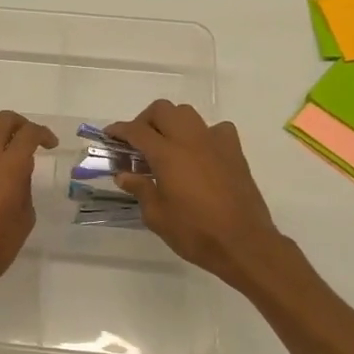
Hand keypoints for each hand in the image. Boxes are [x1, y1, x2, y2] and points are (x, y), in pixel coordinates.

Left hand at [0, 110, 58, 309]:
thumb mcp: (24, 219)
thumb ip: (24, 188)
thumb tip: (19, 173)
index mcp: (10, 167)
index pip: (29, 134)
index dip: (43, 133)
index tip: (50, 144)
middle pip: (3, 119)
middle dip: (20, 123)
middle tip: (27, 138)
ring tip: (1, 141)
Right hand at [106, 100, 285, 291]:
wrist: (243, 243)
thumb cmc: (195, 232)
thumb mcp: (157, 216)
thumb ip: (140, 189)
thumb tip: (124, 175)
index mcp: (167, 154)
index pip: (137, 130)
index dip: (119, 130)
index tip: (109, 135)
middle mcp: (190, 140)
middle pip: (163, 110)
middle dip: (145, 120)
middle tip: (137, 143)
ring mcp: (215, 143)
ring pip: (188, 114)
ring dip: (171, 123)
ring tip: (166, 146)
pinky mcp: (234, 152)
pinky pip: (216, 129)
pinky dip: (202, 134)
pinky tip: (199, 153)